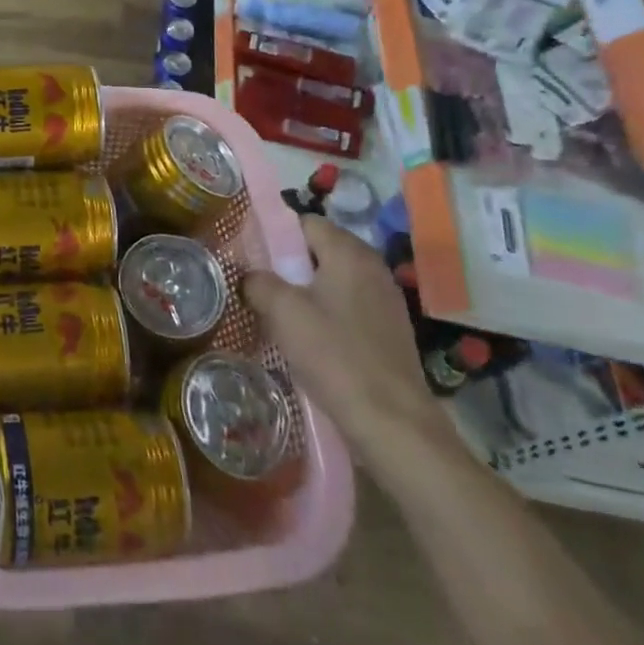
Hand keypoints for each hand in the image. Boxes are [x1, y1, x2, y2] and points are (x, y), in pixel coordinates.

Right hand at [243, 216, 459, 480]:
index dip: (275, 234)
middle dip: (288, 265)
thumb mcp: (282, 311)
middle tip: (260, 285)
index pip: (305, 222)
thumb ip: (258, 282)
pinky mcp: (390, 331)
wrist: (393, 423)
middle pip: (320, 250)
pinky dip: (326, 314)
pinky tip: (309, 340)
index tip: (251, 256)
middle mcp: (372, 268)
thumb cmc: (334, 355)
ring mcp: (386, 301)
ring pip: (333, 281)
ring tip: (279, 314)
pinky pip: (347, 307)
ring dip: (306, 292)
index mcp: (349, 252)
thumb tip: (250, 277)